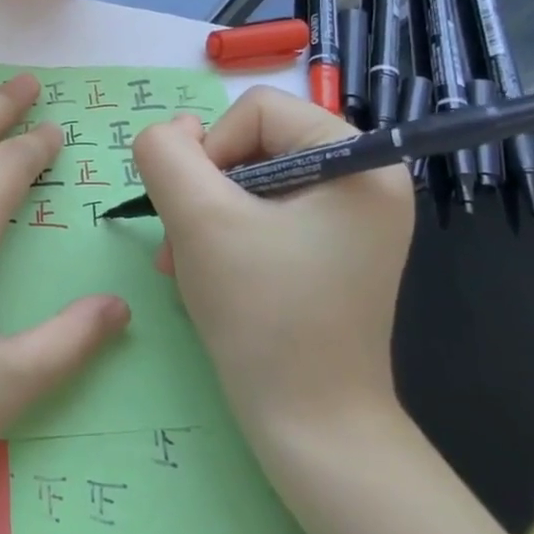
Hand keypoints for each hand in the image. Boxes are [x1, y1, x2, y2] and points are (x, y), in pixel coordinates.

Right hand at [132, 87, 414, 443]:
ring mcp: (352, 220)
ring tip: (185, 263)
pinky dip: (225, 236)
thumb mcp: (198, 219)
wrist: (311, 424)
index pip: (257, 110)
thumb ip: (166, 154)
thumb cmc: (262, 313)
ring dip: (205, 215)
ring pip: (250, 181)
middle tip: (180, 243)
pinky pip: (265, 215)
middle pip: (253, 144)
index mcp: (359, 160)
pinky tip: (207, 274)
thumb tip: (170, 132)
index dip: (210, 150)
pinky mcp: (332, 251)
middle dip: (204, 190)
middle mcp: (367, 180)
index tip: (196, 211)